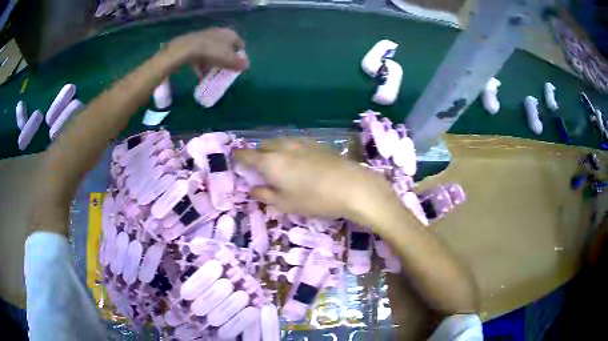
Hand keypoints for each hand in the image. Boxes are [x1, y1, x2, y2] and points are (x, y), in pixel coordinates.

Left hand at [165, 28, 248, 71]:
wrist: (187, 48)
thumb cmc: (213, 52)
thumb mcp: (229, 60)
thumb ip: (239, 63)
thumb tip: (247, 65)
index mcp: (231, 34)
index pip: (240, 45)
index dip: (239, 56)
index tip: (236, 66)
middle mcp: (220, 32)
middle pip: (226, 47)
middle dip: (225, 58)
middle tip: (223, 70)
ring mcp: (206, 36)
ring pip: (213, 50)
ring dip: (213, 61)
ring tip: (210, 72)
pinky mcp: (194, 42)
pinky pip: (201, 54)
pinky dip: (202, 62)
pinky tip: (199, 73)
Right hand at [234, 138, 395, 221]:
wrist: (352, 186)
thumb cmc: (315, 199)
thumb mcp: (286, 204)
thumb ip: (265, 195)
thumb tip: (252, 189)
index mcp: (270, 162)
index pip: (246, 155)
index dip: (238, 157)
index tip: (235, 160)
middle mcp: (283, 147)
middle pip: (263, 145)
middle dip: (258, 154)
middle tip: (260, 169)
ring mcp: (301, 142)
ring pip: (279, 142)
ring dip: (274, 150)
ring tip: (280, 165)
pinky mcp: (317, 143)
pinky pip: (295, 143)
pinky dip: (289, 149)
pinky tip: (299, 161)